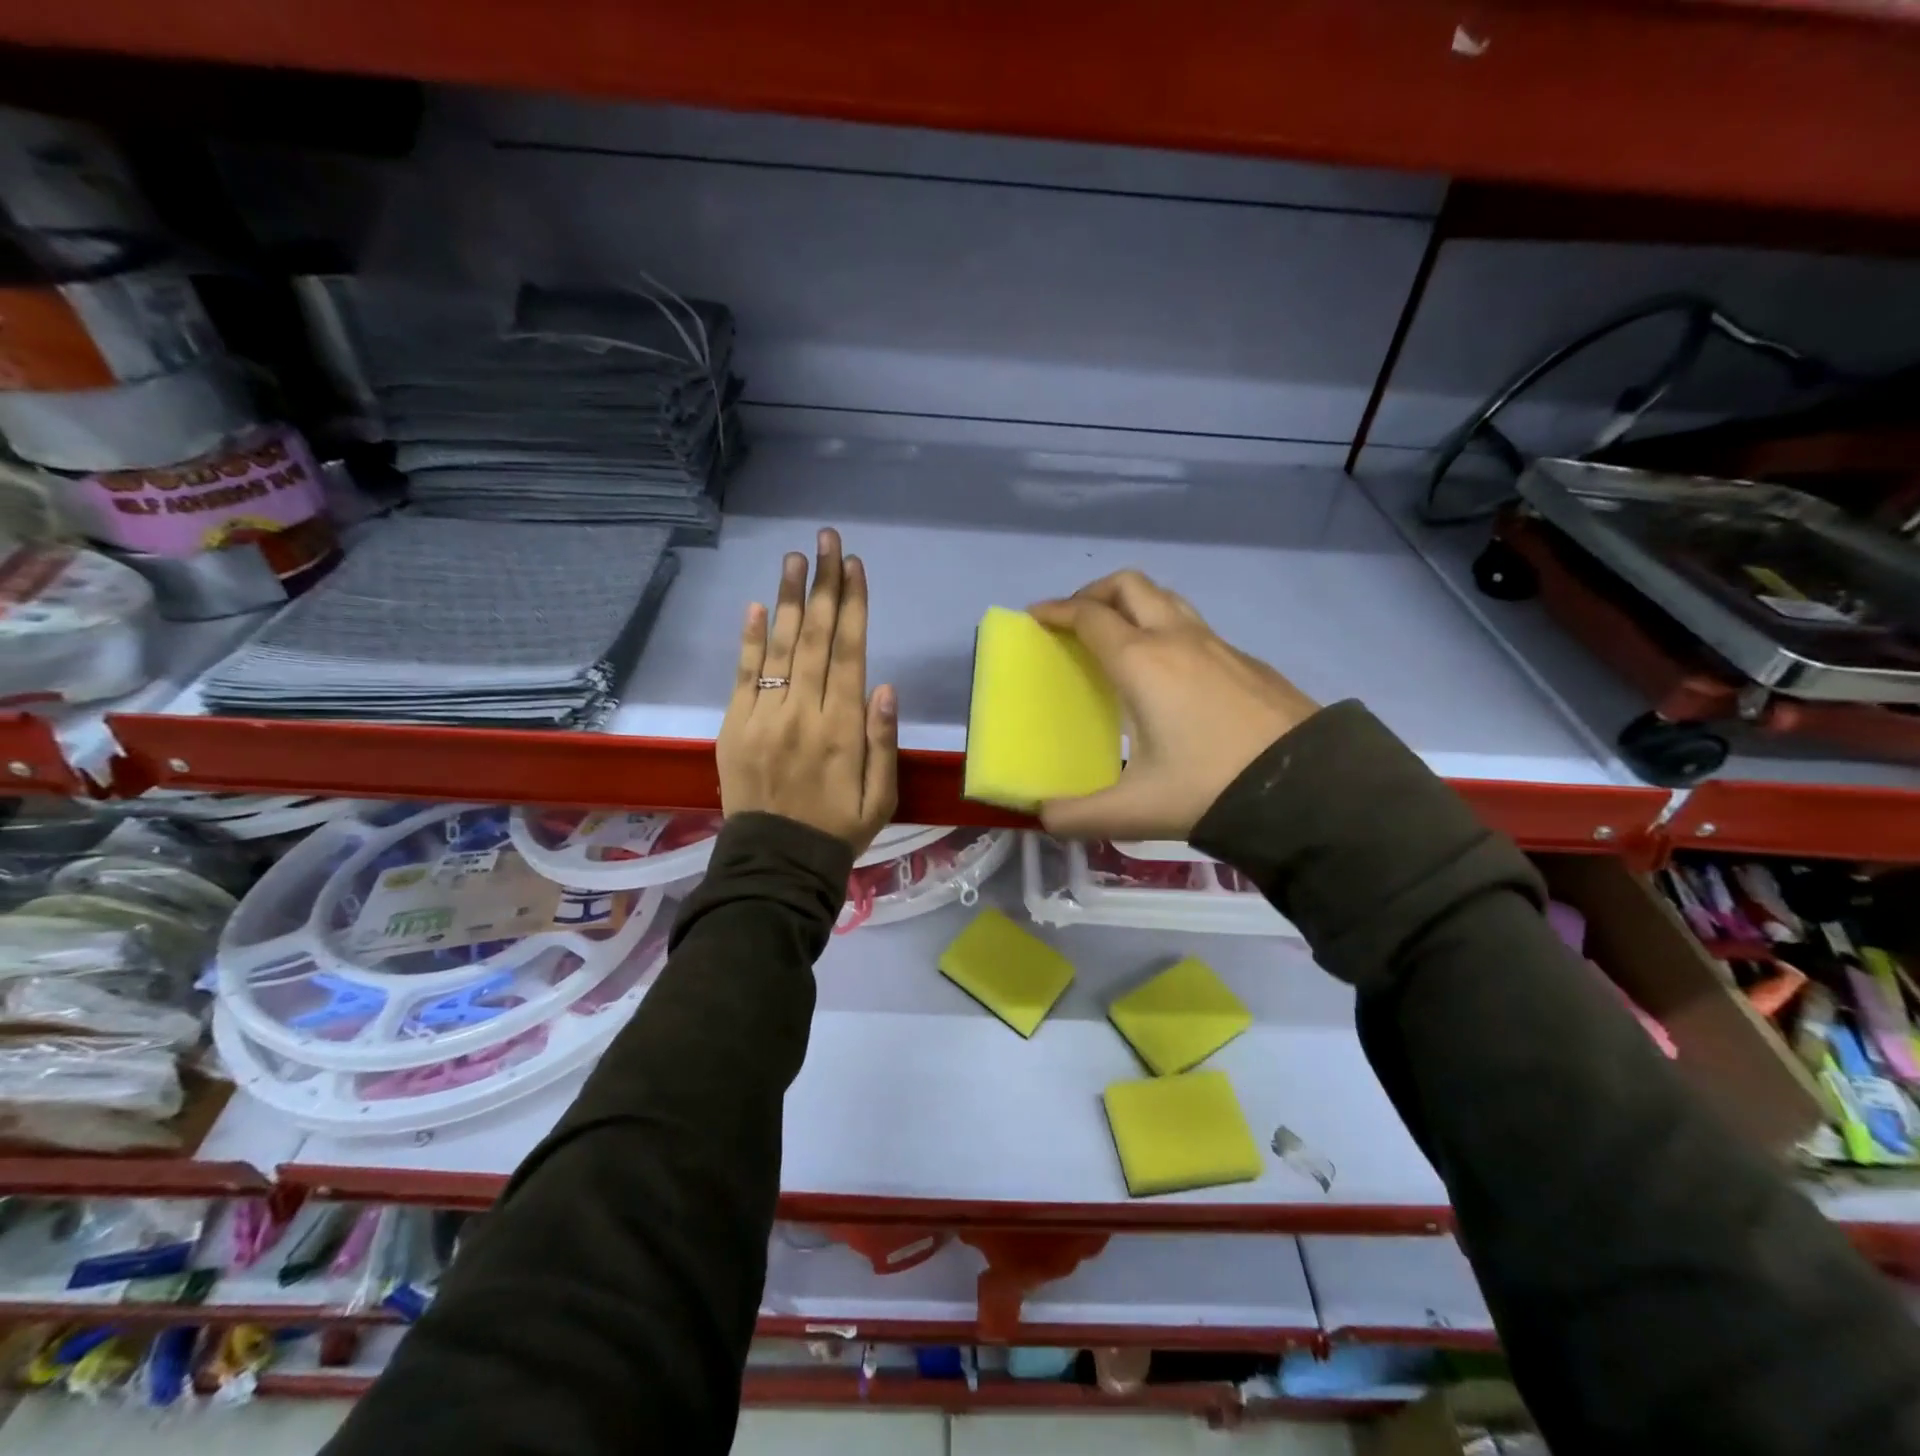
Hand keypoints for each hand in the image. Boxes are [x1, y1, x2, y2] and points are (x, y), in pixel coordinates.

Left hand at [717, 527, 898, 855]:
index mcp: (843, 729)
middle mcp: (804, 713)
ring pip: (780, 648)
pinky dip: (750, 640)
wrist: (776, 863)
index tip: (854, 566)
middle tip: (826, 540)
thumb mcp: (881, 796)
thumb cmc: (837, 829)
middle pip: (817, 638)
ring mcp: (765, 717)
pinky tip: (758, 606)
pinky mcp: (735, 726)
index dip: (854, 606)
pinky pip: (744, 676)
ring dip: (789, 599)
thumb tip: (886, 686)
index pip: (850, 653)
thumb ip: (883, 742)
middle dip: (824, 585)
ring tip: (795, 558)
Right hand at [1029, 570, 1318, 840]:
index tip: (1036, 616)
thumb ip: (1077, 816)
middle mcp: (1177, 640)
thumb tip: (1043, 817)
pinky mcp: (1246, 660)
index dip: (1056, 610)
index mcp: (1142, 663)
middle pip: (1129, 586)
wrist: (1309, 787)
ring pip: (1166, 598)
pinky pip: (1194, 625)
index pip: (1089, 617)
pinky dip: (1166, 628)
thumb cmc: (1210, 788)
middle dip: (1094, 592)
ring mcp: (1218, 645)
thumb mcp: (1134, 811)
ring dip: (1133, 603)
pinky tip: (1169, 673)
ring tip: (1118, 637)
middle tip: (1075, 620)